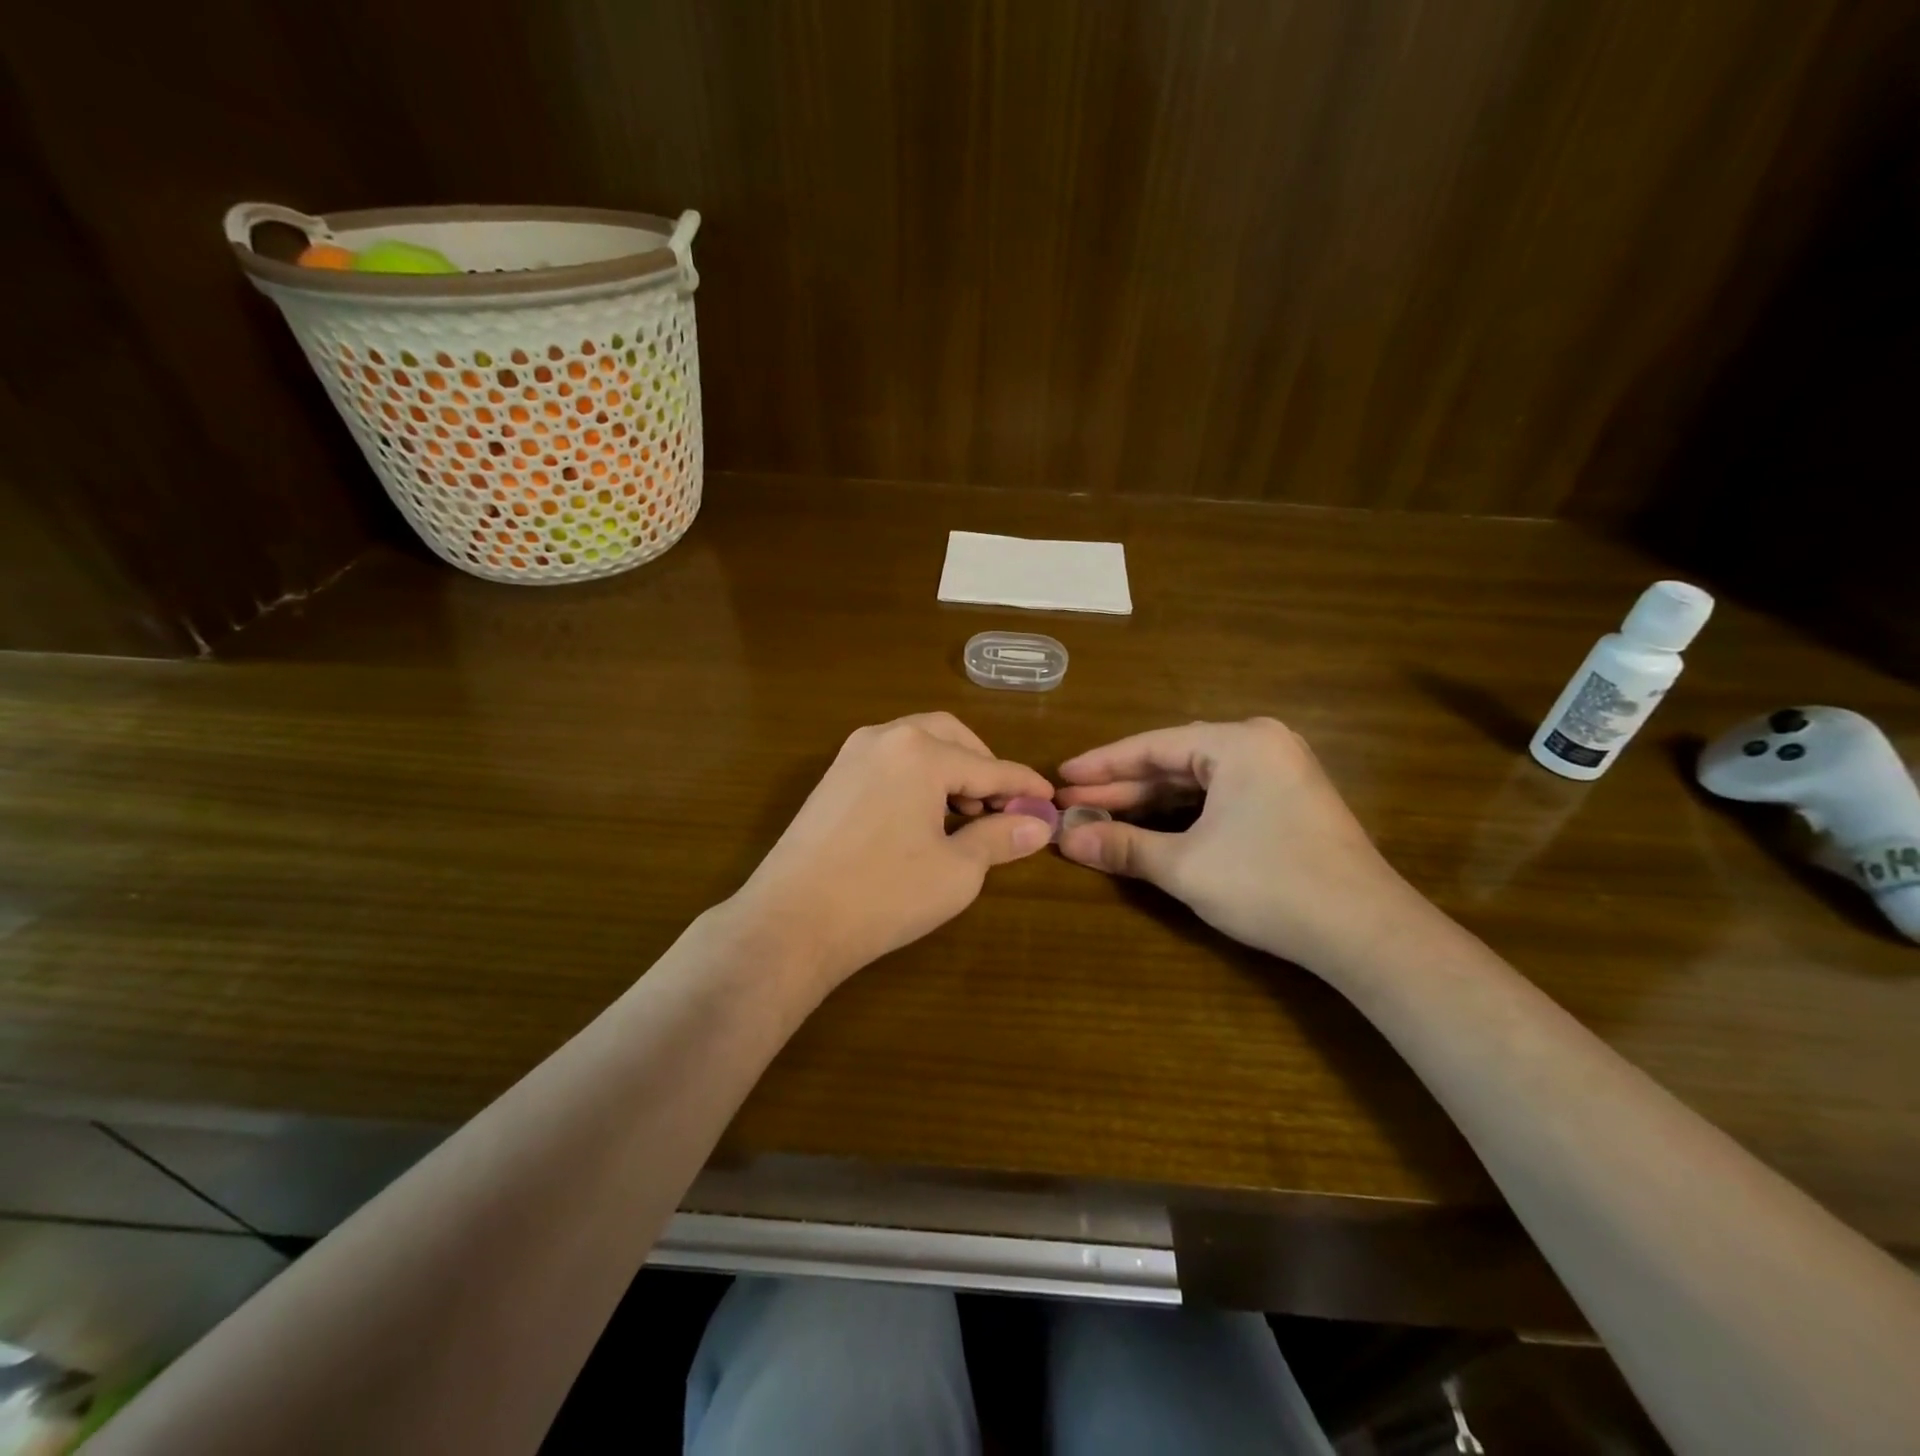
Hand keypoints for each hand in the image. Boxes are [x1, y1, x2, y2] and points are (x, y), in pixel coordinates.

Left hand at [731, 712, 1054, 990]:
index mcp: (920, 752)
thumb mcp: (956, 871)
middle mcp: (884, 737)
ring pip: (917, 745)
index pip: (988, 766)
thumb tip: (1038, 824)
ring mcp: (851, 755)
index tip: (1049, 800)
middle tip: (1002, 807)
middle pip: (951, 737)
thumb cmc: (883, 895)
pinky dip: (917, 777)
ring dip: (949, 771)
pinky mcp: (832, 778)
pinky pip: (889, 761)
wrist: (791, 922)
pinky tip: (924, 817)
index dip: (1023, 785)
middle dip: (983, 767)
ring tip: (965, 818)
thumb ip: (1000, 838)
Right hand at [1055, 718, 1425, 972]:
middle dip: (1121, 786)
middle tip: (1071, 801)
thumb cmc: (1270, 885)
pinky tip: (1149, 826)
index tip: (1060, 777)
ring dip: (1149, 801)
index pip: (1152, 746)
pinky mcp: (1287, 801)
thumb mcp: (1185, 866)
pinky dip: (1182, 813)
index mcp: (1238, 742)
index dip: (1100, 764)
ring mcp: (1279, 771)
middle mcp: (1260, 744)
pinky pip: (1220, 796)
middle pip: (1173, 761)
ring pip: (1196, 781)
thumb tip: (1065, 839)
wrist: (1365, 933)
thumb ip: (1122, 846)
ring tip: (1100, 814)